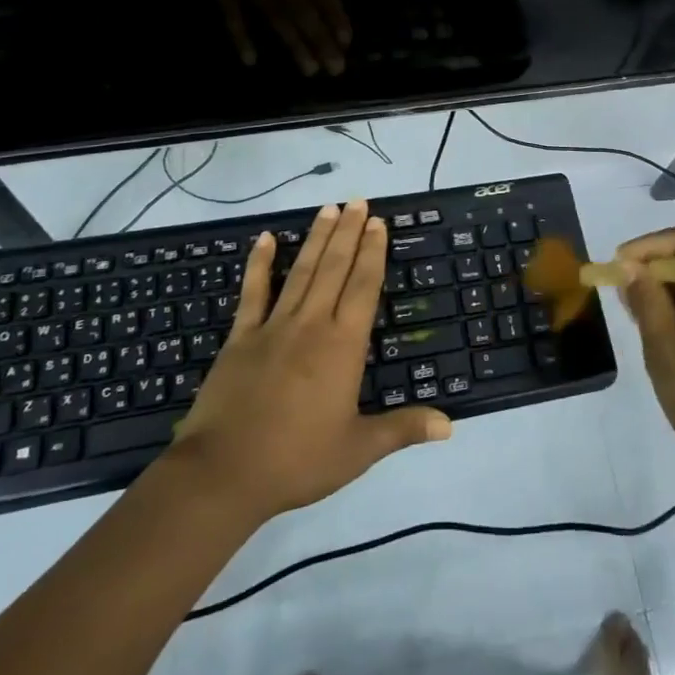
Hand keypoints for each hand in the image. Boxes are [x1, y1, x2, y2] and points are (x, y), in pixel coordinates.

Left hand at [167, 200, 450, 523]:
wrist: (224, 473)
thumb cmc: (297, 460)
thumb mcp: (358, 450)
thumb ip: (403, 429)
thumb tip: (450, 424)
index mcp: (343, 346)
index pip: (364, 286)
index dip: (373, 252)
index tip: (379, 223)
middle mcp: (312, 324)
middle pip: (335, 268)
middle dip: (349, 232)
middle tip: (357, 201)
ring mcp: (273, 326)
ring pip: (302, 271)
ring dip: (317, 239)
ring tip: (328, 208)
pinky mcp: (241, 337)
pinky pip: (253, 292)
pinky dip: (260, 264)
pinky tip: (267, 239)